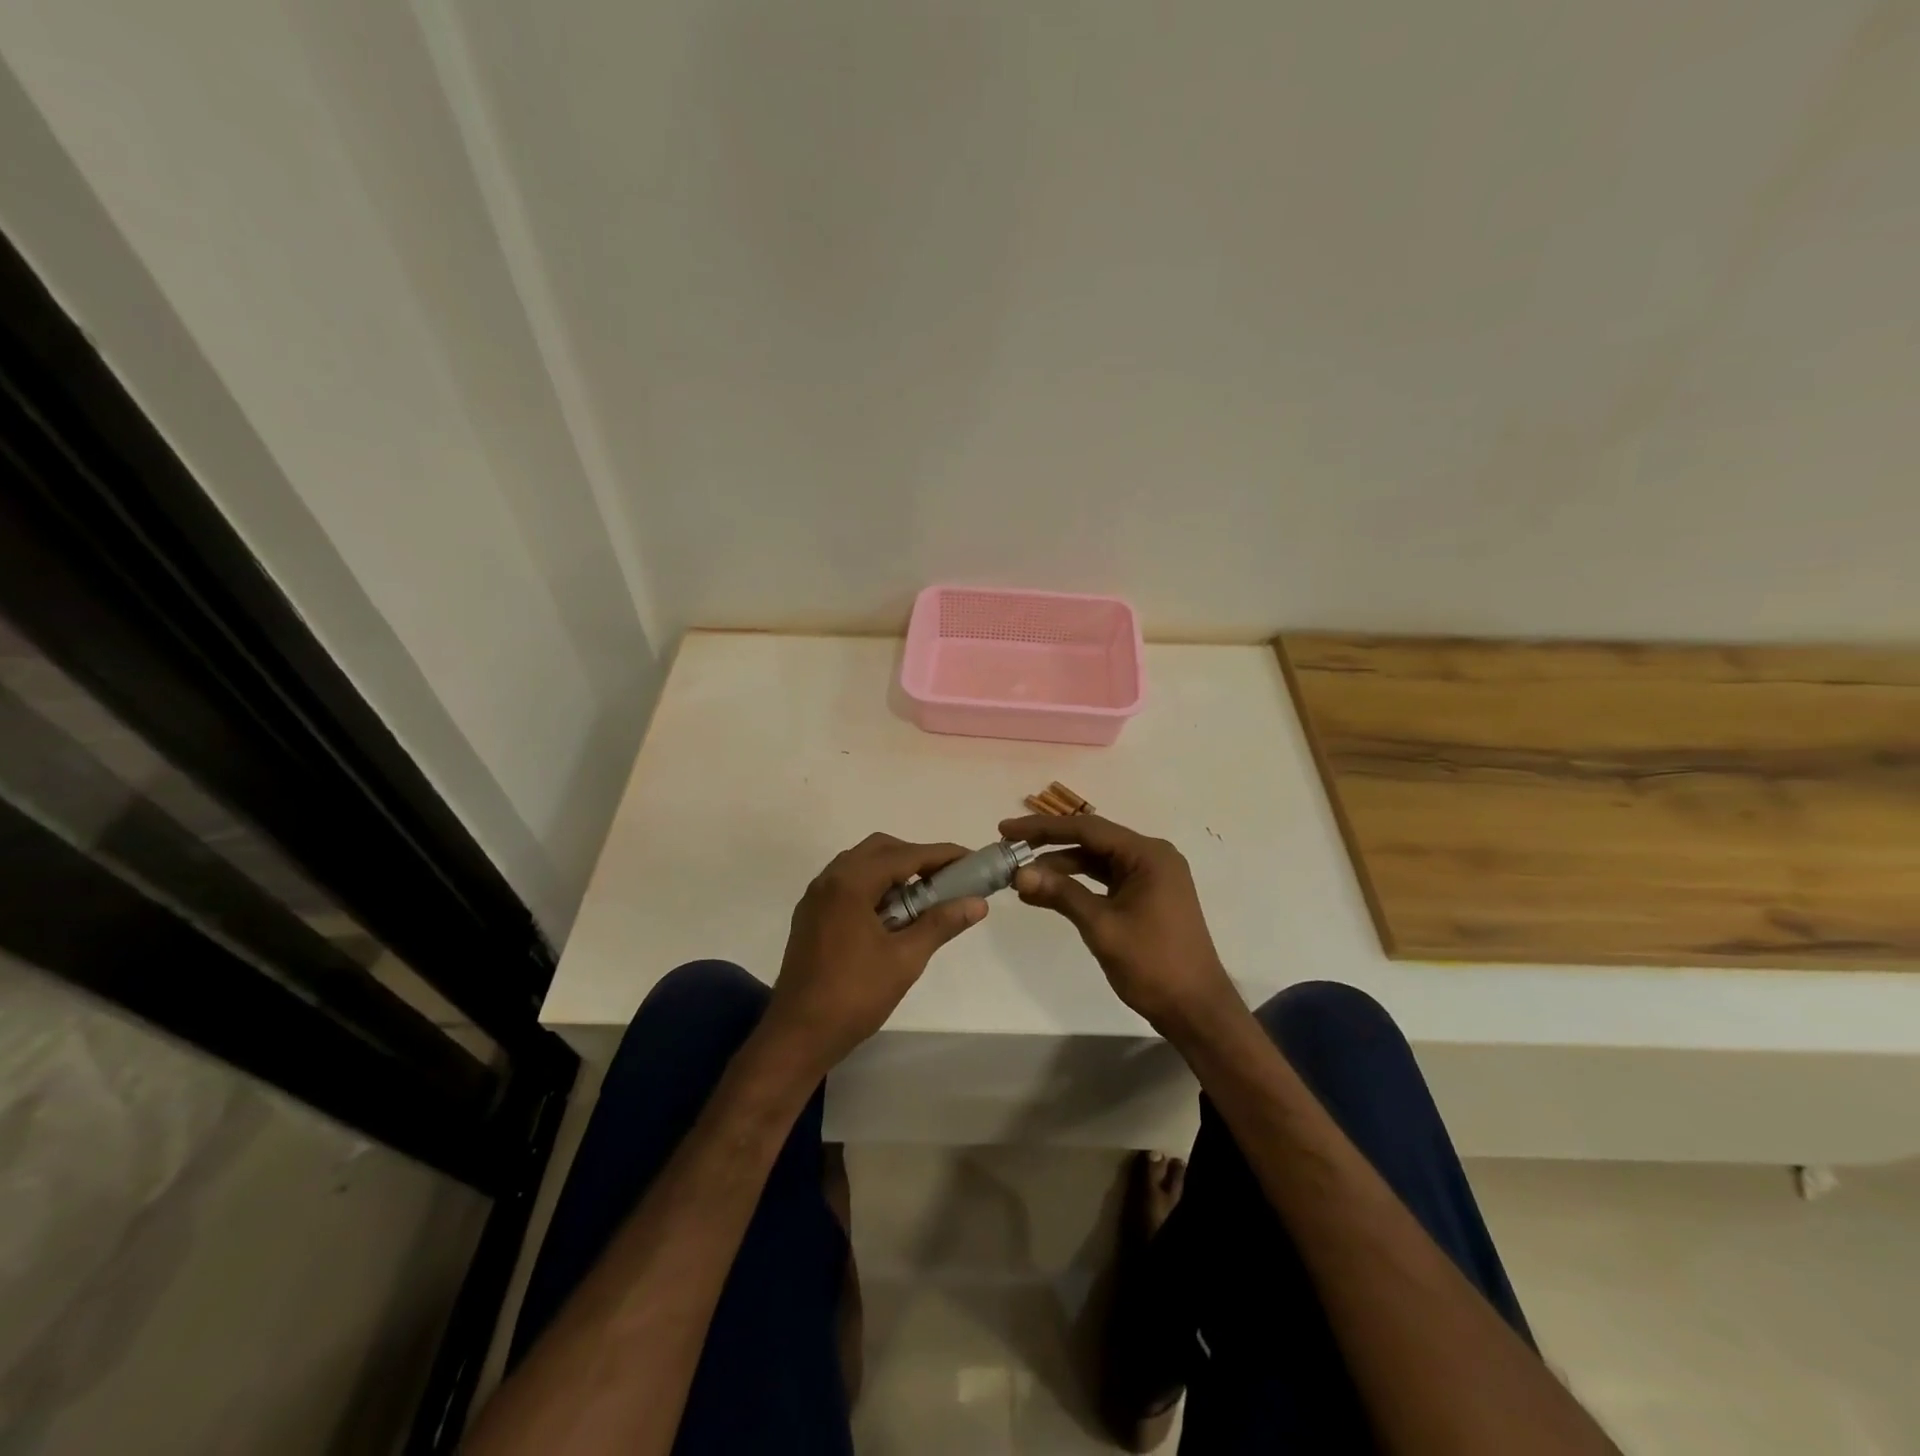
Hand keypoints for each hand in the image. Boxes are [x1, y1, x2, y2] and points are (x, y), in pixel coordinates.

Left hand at [761, 833, 986, 1077]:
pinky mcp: (810, 916)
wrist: (797, 1035)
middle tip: (946, 879)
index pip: (904, 855)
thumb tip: (978, 903)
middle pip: (879, 850)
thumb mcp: (905, 960)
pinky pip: (846, 884)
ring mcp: (815, 898)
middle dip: (916, 857)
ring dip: (893, 872)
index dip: (941, 855)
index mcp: (850, 884)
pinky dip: (873, 886)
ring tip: (922, 897)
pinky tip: (891, 915)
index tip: (971, 859)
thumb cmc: (854, 996)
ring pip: (860, 865)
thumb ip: (941, 924)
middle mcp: (829, 880)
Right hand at [999, 814, 1240, 1036]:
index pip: (1087, 829)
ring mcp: (1151, 876)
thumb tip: (1019, 873)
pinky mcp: (1147, 895)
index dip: (1043, 828)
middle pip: (1092, 840)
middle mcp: (1152, 856)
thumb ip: (1061, 894)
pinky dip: (1078, 883)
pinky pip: (1106, 878)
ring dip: (1061, 866)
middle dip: (1049, 844)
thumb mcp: (1102, 926)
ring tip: (1021, 875)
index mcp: (1148, 854)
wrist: (1196, 1010)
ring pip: (1097, 860)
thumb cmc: (1153, 965)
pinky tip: (1048, 891)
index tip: (1006, 830)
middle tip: (1008, 848)